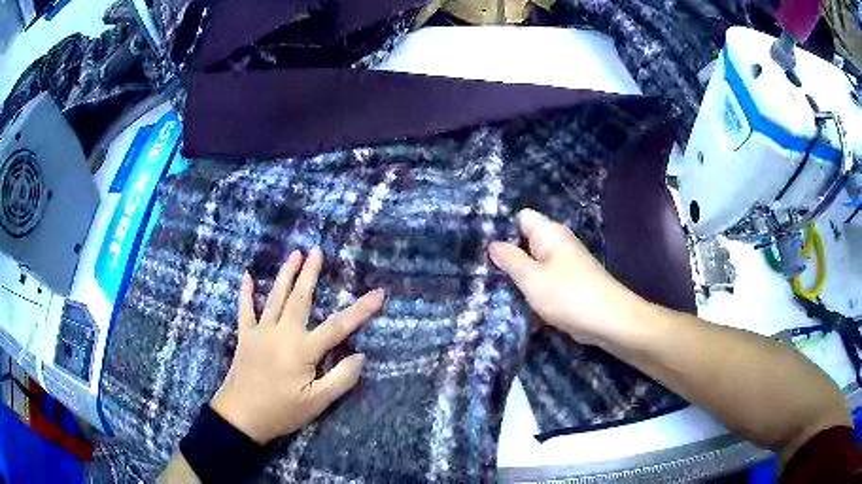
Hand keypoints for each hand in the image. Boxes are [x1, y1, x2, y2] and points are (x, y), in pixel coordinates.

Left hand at [210, 248, 383, 444]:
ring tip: (295, 254)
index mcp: (302, 350)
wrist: (240, 417)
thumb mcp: (317, 403)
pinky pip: (245, 310)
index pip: (338, 326)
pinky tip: (247, 276)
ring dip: (285, 274)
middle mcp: (282, 333)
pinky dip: (246, 292)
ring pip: (274, 297)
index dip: (360, 310)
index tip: (378, 294)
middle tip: (318, 251)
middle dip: (310, 274)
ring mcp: (260, 332)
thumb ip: (341, 379)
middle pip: (300, 298)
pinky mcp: (245, 337)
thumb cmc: (281, 411)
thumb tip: (360, 356)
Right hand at [488, 209, 644, 344]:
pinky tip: (517, 303)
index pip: (521, 218)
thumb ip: (510, 260)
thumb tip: (493, 244)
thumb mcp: (531, 278)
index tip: (483, 248)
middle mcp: (558, 244)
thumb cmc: (567, 295)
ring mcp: (565, 265)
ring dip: (519, 277)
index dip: (502, 229)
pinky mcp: (569, 284)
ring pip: (534, 264)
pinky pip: (544, 281)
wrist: (608, 320)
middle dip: (507, 256)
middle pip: (526, 242)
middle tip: (483, 272)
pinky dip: (533, 290)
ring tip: (494, 289)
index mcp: (549, 234)